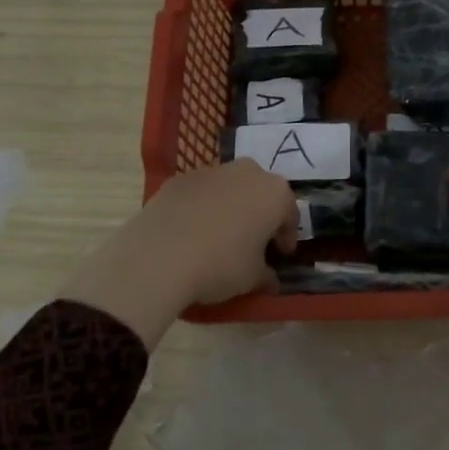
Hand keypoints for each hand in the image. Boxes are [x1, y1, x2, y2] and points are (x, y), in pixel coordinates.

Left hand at [58, 160, 298, 347]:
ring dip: (231, 207)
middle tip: (253, 241)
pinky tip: (191, 231)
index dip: (286, 236)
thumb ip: (267, 274)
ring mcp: (210, 171)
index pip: (289, 214)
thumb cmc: (221, 265)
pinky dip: (201, 207)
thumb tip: (270, 278)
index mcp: (274, 193)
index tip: (280, 254)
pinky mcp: (179, 179)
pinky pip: (200, 193)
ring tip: (220, 236)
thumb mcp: (253, 278)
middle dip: (260, 213)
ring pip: (230, 188)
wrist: (159, 256)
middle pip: (261, 192)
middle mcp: (247, 172)